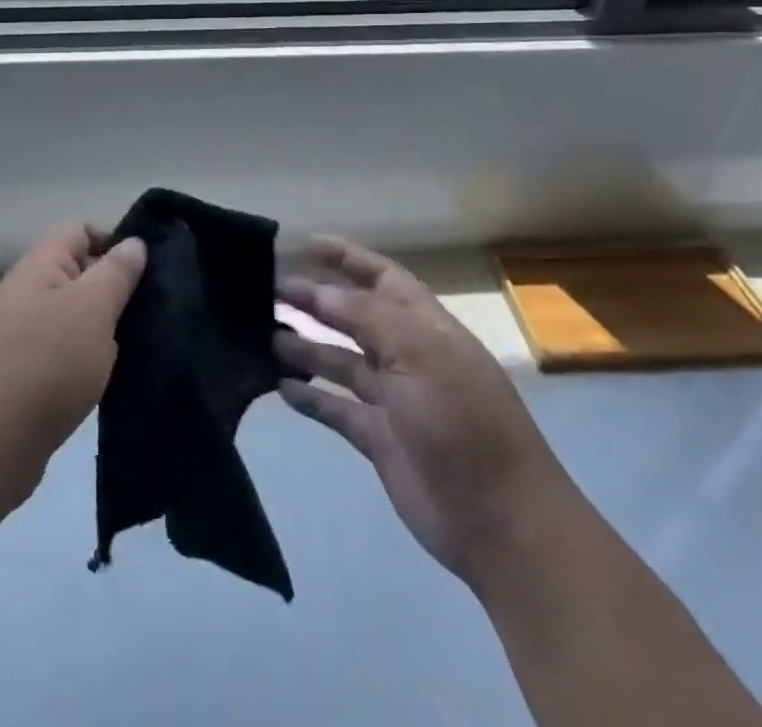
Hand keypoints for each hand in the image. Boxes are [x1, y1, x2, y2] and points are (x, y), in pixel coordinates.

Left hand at [0, 224, 146, 489]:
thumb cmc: (48, 361)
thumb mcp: (94, 307)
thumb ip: (117, 270)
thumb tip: (133, 242)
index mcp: (39, 264)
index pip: (81, 230)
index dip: (115, 242)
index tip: (145, 272)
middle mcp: (24, 290)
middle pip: (77, 272)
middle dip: (112, 288)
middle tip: (147, 310)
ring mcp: (17, 332)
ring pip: (70, 313)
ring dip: (99, 326)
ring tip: (132, 345)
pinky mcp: (18, 372)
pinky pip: (59, 348)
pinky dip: (82, 357)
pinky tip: (103, 377)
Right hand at [275, 235, 562, 592]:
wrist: (498, 518)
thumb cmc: (461, 418)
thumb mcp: (418, 352)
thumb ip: (367, 316)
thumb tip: (319, 292)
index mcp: (424, 325)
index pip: (380, 276)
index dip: (347, 257)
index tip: (305, 243)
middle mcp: (406, 354)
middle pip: (353, 315)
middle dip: (315, 300)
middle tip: (268, 289)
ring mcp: (392, 398)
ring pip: (340, 360)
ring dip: (305, 345)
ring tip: (263, 333)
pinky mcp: (378, 438)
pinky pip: (336, 408)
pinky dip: (310, 396)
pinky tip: (279, 386)